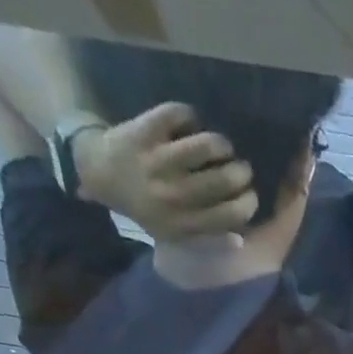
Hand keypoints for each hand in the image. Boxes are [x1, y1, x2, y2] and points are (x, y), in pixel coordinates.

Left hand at [75, 101, 257, 239]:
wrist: (102, 175)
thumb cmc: (147, 207)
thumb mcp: (175, 233)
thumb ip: (207, 238)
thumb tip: (240, 237)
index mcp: (183, 223)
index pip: (230, 214)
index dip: (248, 203)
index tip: (249, 195)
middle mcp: (172, 195)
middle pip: (224, 179)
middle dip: (241, 171)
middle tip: (241, 168)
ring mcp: (157, 160)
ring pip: (206, 145)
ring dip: (222, 144)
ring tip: (221, 147)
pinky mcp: (145, 130)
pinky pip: (180, 115)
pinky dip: (191, 117)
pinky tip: (191, 126)